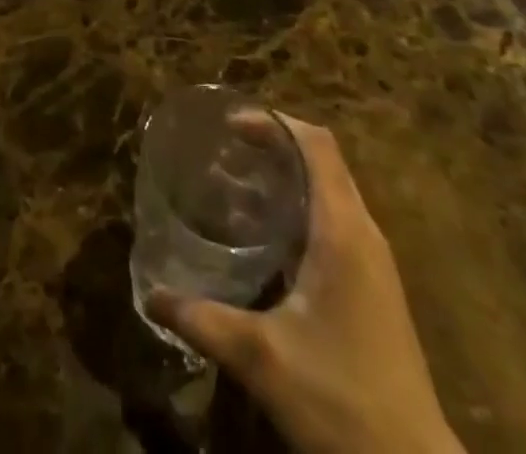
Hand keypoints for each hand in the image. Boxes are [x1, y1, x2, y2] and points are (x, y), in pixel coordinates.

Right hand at [148, 117, 462, 453]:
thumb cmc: (340, 402)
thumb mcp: (261, 358)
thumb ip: (202, 321)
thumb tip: (150, 296)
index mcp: (342, 231)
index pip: (316, 144)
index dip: (274, 123)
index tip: (230, 125)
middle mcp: (364, 233)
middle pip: (322, 160)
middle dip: (274, 145)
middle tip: (225, 151)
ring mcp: (374, 262)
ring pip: (330, 191)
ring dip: (287, 177)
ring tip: (237, 187)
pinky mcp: (375, 288)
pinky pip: (336, 222)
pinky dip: (300, 209)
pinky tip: (267, 239)